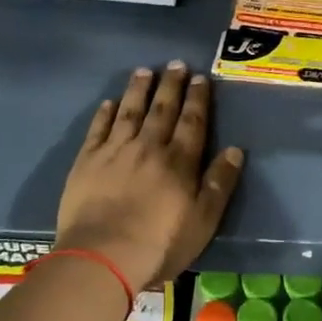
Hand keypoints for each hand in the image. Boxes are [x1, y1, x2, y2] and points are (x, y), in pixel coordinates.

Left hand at [55, 63, 245, 290]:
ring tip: (144, 71)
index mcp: (179, 162)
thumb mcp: (203, 221)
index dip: (198, 99)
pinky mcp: (87, 162)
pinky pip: (98, 129)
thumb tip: (234, 150)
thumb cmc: (159, 244)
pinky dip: (105, 113)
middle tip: (176, 63)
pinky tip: (109, 102)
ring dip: (138, 90)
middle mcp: (148, 147)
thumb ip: (219, 184)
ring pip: (130, 112)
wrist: (102, 257)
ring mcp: (115, 151)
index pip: (192, 122)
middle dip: (171, 85)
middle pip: (162, 110)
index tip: (200, 78)